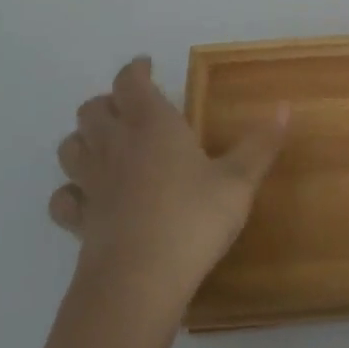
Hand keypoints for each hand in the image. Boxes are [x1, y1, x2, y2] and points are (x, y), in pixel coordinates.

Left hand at [49, 56, 287, 317]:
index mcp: (152, 125)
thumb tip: (285, 106)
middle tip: (131, 108)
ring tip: (106, 143)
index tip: (146, 65)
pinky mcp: (78, 221)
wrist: (138, 282)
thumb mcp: (239, 181)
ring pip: (70, 146)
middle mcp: (115, 146)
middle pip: (92, 110)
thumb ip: (261, 144)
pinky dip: (71, 190)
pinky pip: (63, 197)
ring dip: (84, 138)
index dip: (136, 70)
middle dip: (109, 102)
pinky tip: (88, 196)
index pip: (131, 82)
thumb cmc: (193, 219)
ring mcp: (91, 184)